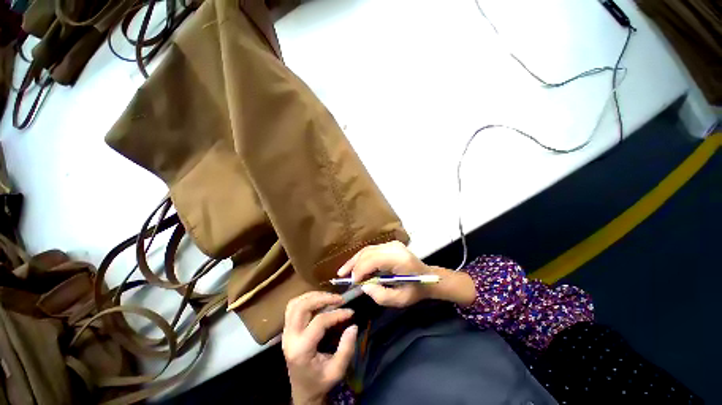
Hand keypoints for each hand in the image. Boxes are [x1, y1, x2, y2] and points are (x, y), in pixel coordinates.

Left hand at [282, 292, 357, 404]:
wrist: (303, 391)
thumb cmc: (320, 382)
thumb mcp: (337, 371)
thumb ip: (346, 349)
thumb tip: (353, 326)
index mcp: (301, 350)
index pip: (319, 322)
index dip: (337, 314)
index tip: (351, 312)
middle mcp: (290, 338)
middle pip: (302, 307)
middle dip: (322, 298)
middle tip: (339, 299)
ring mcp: (286, 332)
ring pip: (295, 304)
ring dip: (313, 296)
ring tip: (330, 297)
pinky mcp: (287, 329)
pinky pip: (293, 307)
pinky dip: (306, 299)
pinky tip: (318, 300)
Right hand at [337, 241, 432, 307]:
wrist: (428, 277)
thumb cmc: (416, 290)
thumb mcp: (400, 300)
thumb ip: (381, 296)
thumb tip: (364, 287)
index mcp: (399, 259)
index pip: (374, 259)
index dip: (361, 270)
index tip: (353, 283)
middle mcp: (394, 247)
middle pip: (368, 252)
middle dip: (354, 265)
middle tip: (342, 276)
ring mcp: (392, 244)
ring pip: (368, 249)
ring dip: (355, 260)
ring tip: (344, 271)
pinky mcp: (389, 245)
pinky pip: (371, 250)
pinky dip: (361, 258)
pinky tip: (355, 266)